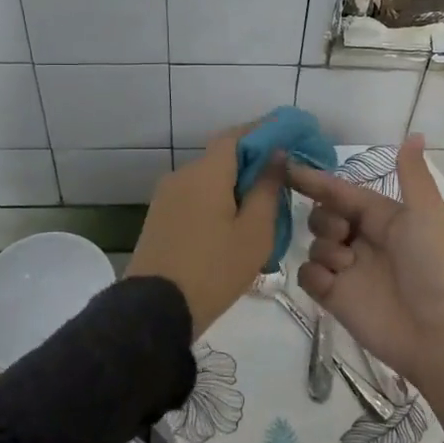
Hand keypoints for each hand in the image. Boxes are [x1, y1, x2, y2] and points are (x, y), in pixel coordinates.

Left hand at [127, 126, 282, 336]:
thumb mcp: (254, 232)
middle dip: (251, 165)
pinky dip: (216, 203)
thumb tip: (275, 154)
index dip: (263, 131)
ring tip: (260, 213)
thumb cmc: (214, 269)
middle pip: (222, 158)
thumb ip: (267, 188)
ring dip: (233, 188)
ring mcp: (166, 197)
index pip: (236, 135)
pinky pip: (194, 199)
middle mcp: (182, 176)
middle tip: (280, 184)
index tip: (288, 137)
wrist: (155, 310)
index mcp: (206, 172)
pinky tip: (232, 228)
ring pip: (208, 181)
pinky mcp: (159, 219)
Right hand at [288, 134, 443, 415]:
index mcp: (384, 218)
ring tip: (346, 266)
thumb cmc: (434, 266)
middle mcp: (364, 241)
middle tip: (343, 234)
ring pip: (315, 245)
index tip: (287, 169)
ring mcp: (349, 271)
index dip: (317, 181)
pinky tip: (333, 284)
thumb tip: (414, 134)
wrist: (440, 333)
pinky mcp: (336, 300)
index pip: (343, 193)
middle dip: (324, 219)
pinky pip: (309, 276)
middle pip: (323, 217)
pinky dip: (315, 275)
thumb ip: (412, 174)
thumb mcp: (426, 214)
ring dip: (324, 248)